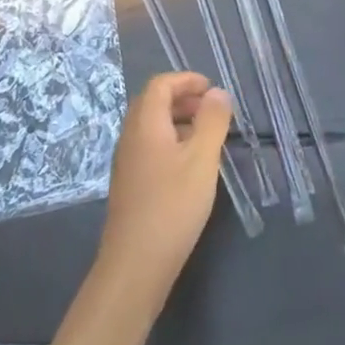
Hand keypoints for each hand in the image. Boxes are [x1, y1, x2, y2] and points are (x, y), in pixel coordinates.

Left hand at [95, 71, 231, 312]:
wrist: (136, 265)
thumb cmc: (172, 205)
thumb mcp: (202, 159)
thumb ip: (212, 121)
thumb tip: (217, 93)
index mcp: (145, 124)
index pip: (160, 84)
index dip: (186, 80)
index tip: (213, 89)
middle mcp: (130, 137)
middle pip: (152, 102)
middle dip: (183, 98)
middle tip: (212, 110)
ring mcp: (126, 162)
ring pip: (151, 126)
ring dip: (178, 120)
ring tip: (207, 135)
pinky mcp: (129, 183)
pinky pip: (149, 146)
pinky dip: (170, 140)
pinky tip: (190, 164)